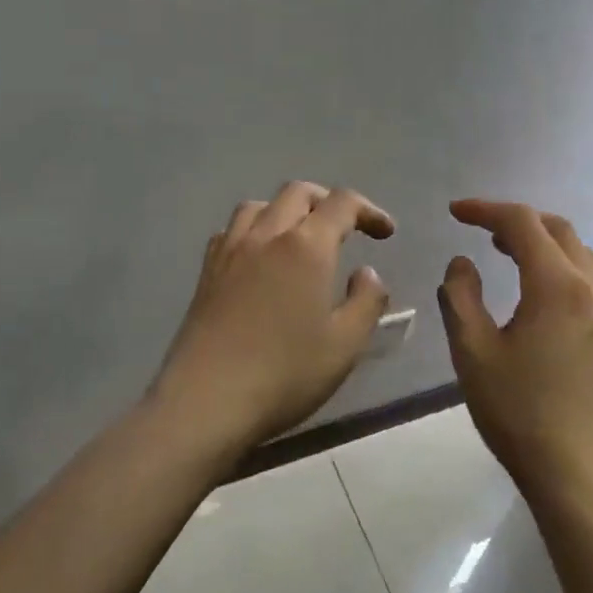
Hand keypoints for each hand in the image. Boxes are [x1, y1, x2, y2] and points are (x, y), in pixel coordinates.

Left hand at [150, 181, 395, 453]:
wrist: (206, 400)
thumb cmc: (285, 374)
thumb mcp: (345, 345)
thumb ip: (366, 301)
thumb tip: (367, 273)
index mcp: (306, 246)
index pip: (342, 203)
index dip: (369, 211)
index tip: (385, 232)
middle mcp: (266, 235)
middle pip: (298, 193)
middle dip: (328, 202)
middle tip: (347, 228)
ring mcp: (230, 250)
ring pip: (259, 205)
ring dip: (287, 210)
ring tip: (300, 237)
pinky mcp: (207, 271)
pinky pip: (232, 229)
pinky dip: (254, 229)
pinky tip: (259, 257)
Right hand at [437, 198, 592, 498]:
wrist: (587, 476)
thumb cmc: (522, 414)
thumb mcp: (473, 353)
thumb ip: (460, 298)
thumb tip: (462, 264)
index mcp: (556, 285)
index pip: (521, 223)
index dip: (485, 210)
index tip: (454, 212)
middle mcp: (591, 288)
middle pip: (557, 230)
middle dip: (517, 220)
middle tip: (480, 230)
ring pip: (577, 254)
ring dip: (540, 243)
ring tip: (504, 254)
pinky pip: (586, 280)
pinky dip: (557, 267)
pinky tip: (534, 295)